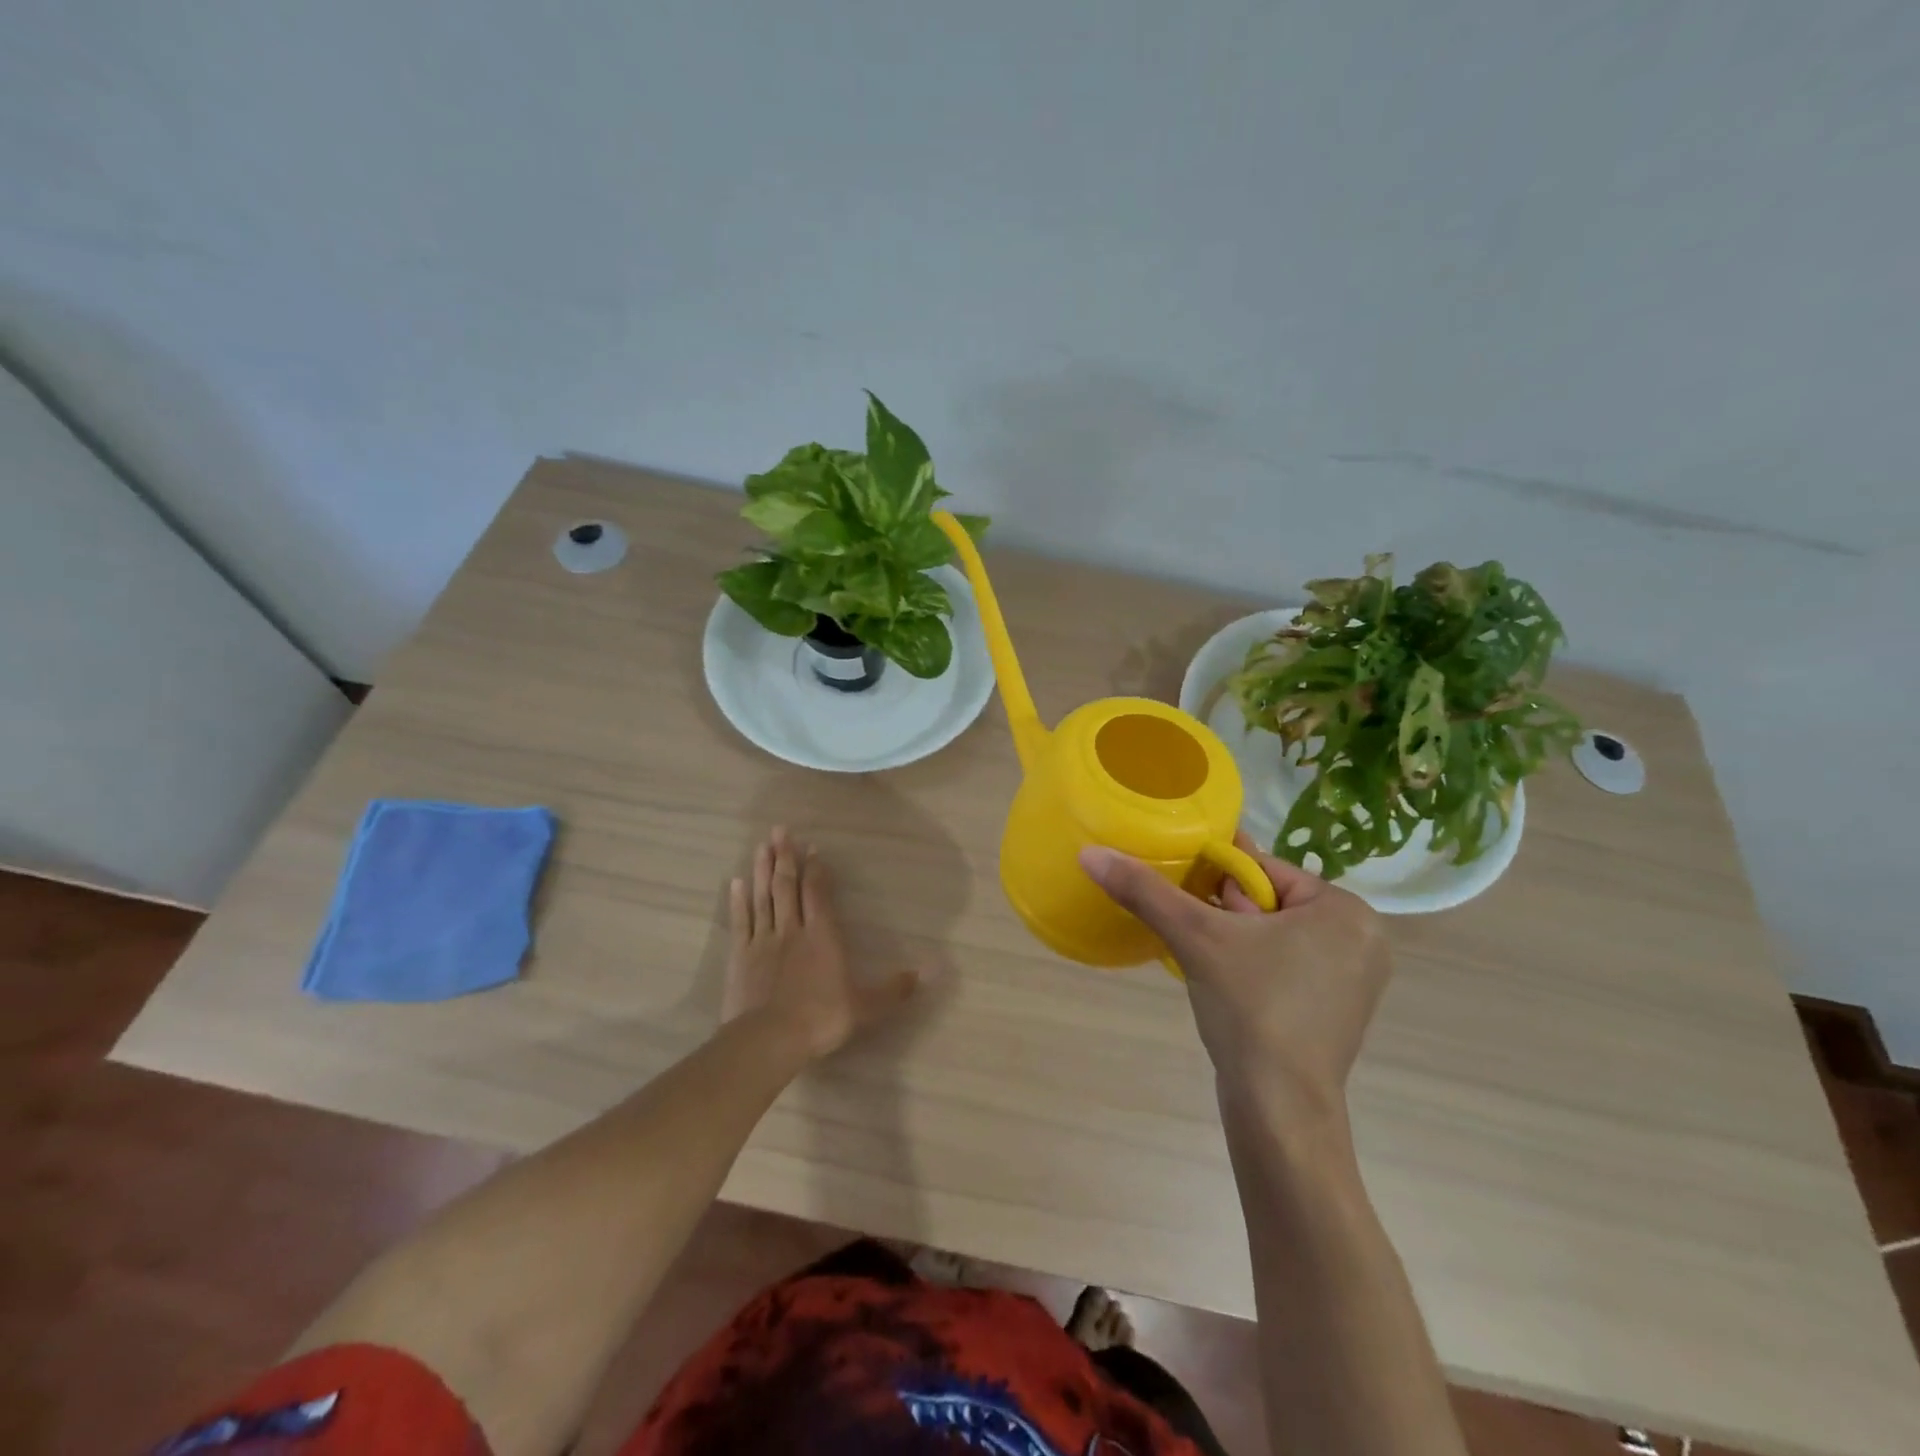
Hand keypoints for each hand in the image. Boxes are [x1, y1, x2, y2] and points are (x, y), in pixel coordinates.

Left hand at [724, 827, 918, 1060]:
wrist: (770, 1039)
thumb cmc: (821, 1018)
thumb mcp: (866, 1006)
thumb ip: (895, 988)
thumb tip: (928, 972)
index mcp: (822, 936)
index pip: (818, 893)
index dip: (815, 869)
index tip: (812, 848)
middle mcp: (792, 930)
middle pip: (787, 886)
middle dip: (785, 857)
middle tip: (780, 830)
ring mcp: (763, 941)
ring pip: (763, 897)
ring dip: (762, 870)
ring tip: (762, 845)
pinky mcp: (740, 956)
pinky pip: (741, 921)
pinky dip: (738, 900)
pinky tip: (735, 882)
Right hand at [1078, 834, 1389, 1120]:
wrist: (1279, 1110)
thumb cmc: (1251, 1008)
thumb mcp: (1195, 936)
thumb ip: (1145, 890)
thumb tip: (1090, 852)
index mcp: (1345, 910)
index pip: (1262, 869)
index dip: (1213, 876)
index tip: (1178, 886)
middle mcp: (1361, 938)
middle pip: (1266, 901)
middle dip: (1222, 911)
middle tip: (1190, 930)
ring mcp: (1352, 979)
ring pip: (1272, 934)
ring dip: (1230, 938)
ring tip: (1199, 955)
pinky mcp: (1335, 1011)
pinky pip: (1282, 965)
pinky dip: (1249, 965)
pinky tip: (1221, 981)